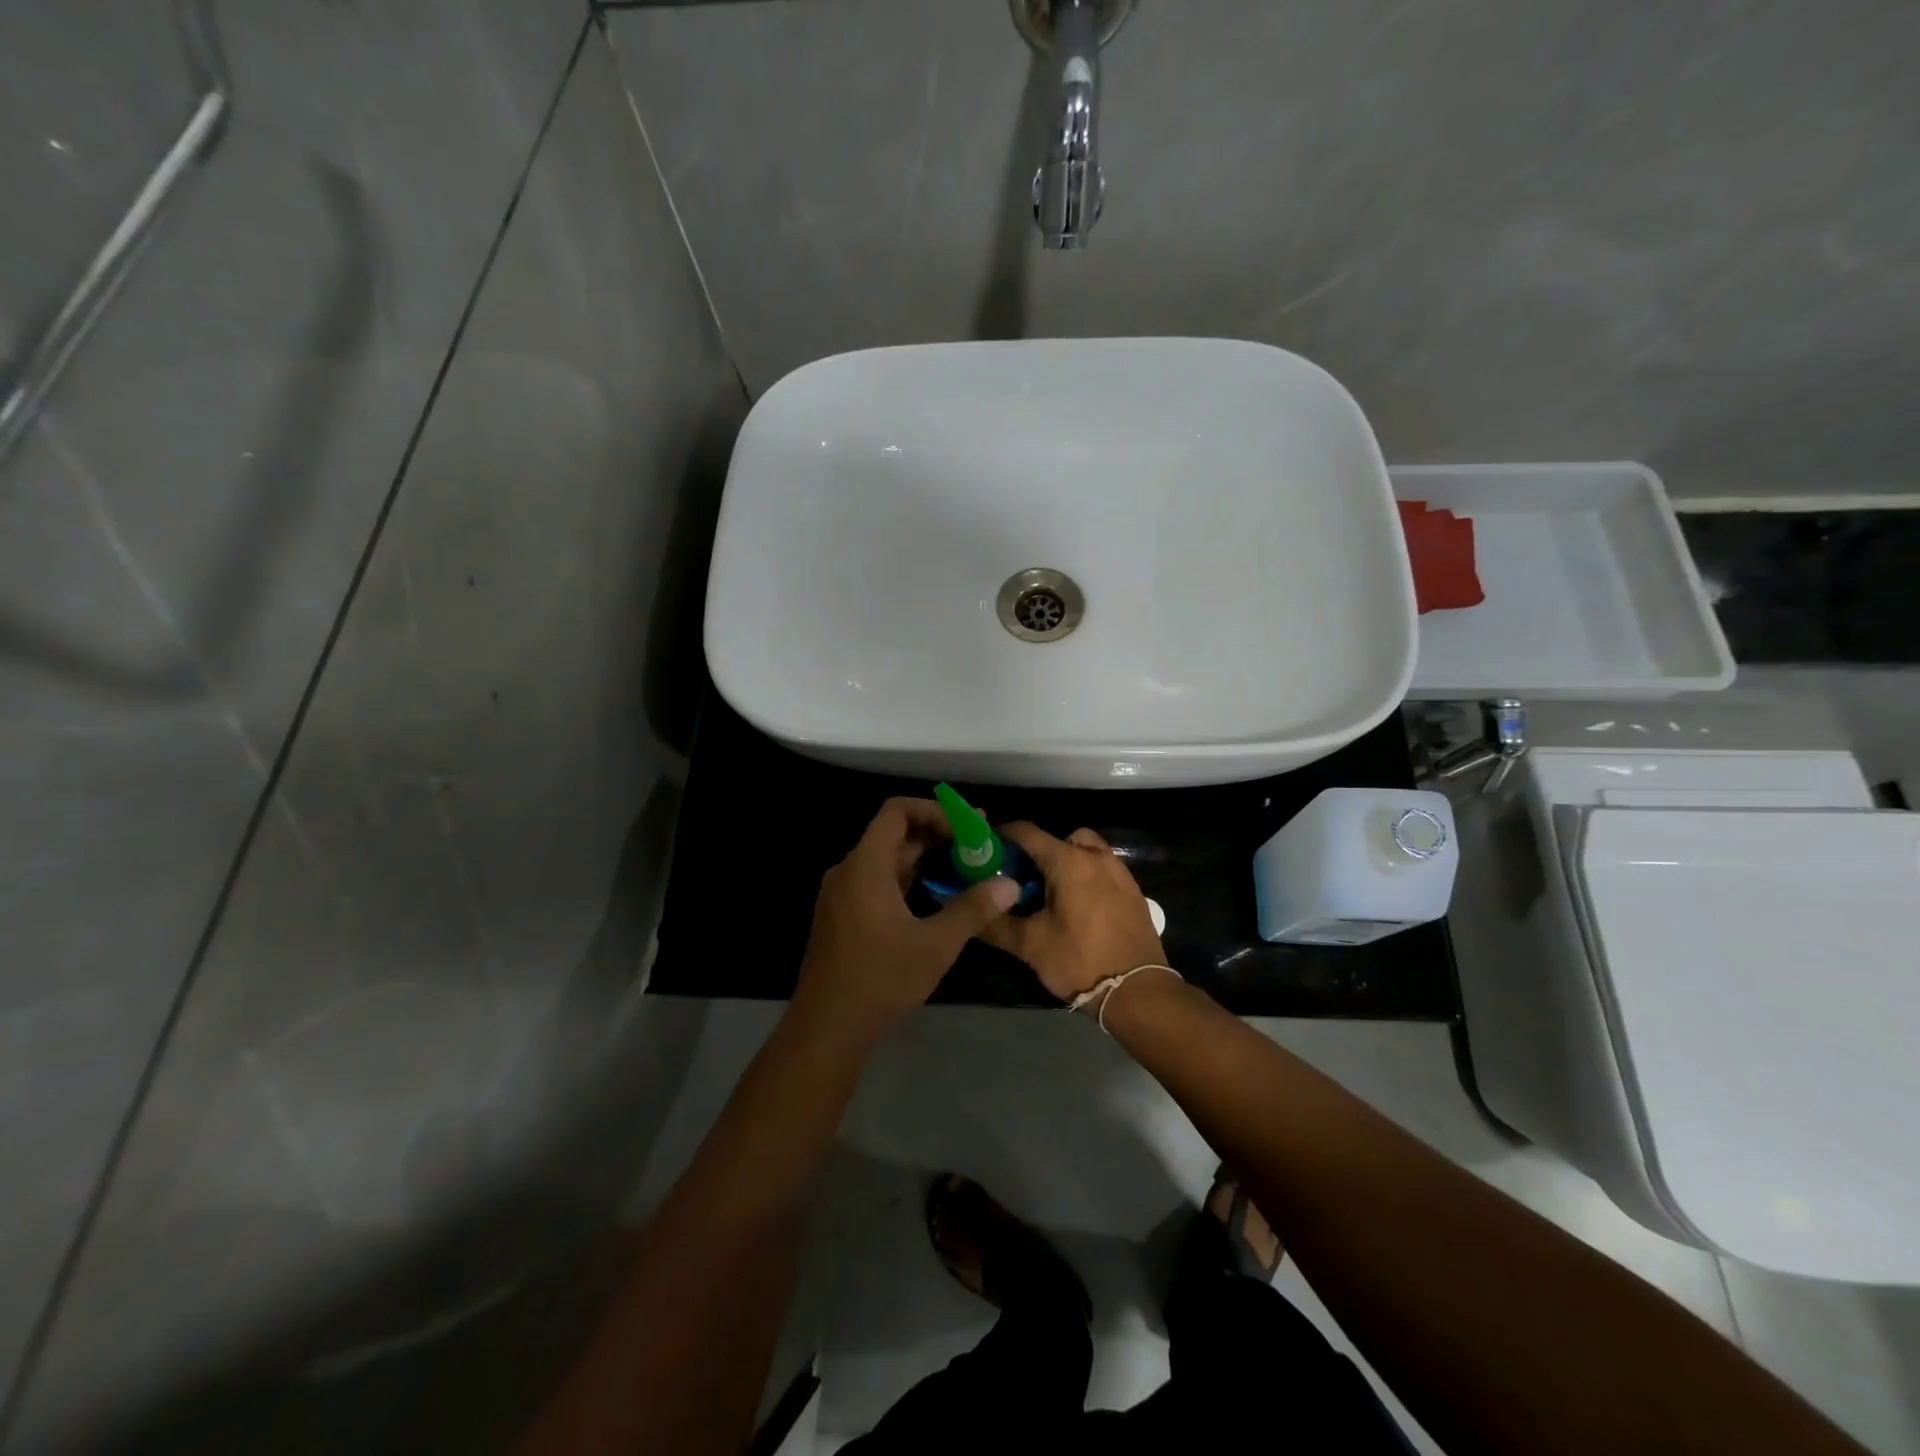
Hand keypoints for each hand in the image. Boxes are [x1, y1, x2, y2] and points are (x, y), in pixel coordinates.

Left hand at [792, 798, 1019, 1043]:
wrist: (827, 1028)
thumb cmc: (881, 979)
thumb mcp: (935, 944)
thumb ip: (972, 909)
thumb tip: (1010, 885)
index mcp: (866, 865)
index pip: (897, 811)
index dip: (934, 810)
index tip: (967, 827)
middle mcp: (849, 871)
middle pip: (893, 835)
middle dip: (936, 835)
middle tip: (977, 844)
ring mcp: (841, 895)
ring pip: (886, 861)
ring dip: (923, 859)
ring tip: (964, 868)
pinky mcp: (842, 916)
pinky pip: (876, 882)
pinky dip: (907, 880)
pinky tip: (935, 897)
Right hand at [979, 824, 1166, 1001]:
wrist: (1138, 991)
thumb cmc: (1080, 962)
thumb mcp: (1029, 945)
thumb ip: (995, 924)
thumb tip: (969, 912)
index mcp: (1069, 862)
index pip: (1027, 833)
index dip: (1002, 836)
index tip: (985, 849)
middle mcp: (1096, 857)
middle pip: (1061, 838)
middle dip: (1039, 851)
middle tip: (1023, 877)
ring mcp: (1120, 873)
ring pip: (1086, 850)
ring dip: (1066, 861)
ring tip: (1051, 892)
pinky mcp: (1133, 891)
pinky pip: (1103, 869)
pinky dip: (1086, 876)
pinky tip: (1077, 907)